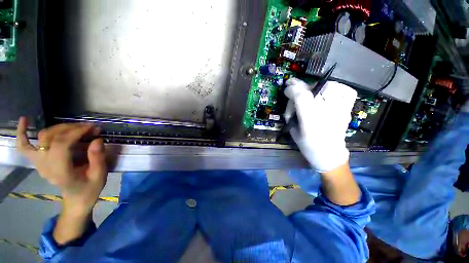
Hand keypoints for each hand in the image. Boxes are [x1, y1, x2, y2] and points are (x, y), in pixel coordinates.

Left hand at [16, 117, 107, 215]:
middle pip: (50, 138)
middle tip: (88, 128)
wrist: (77, 199)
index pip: (61, 145)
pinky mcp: (37, 161)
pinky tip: (24, 120)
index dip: (75, 132)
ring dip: (59, 128)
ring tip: (75, 127)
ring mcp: (39, 164)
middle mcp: (45, 166)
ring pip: (42, 137)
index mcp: (61, 172)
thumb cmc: (90, 189)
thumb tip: (97, 139)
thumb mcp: (99, 175)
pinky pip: (24, 146)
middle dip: (70, 128)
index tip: (92, 128)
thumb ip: (97, 158)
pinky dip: (22, 133)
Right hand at [284, 78, 356, 171]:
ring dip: (316, 87)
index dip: (293, 89)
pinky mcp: (347, 109)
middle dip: (300, 85)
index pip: (302, 97)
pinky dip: (337, 88)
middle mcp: (327, 113)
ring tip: (309, 92)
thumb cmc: (307, 145)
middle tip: (292, 85)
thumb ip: (292, 113)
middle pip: (314, 89)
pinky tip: (328, 92)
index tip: (286, 89)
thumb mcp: (293, 130)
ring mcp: (340, 110)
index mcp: (310, 121)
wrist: (329, 154)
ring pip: (330, 86)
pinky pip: (346, 91)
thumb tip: (292, 98)